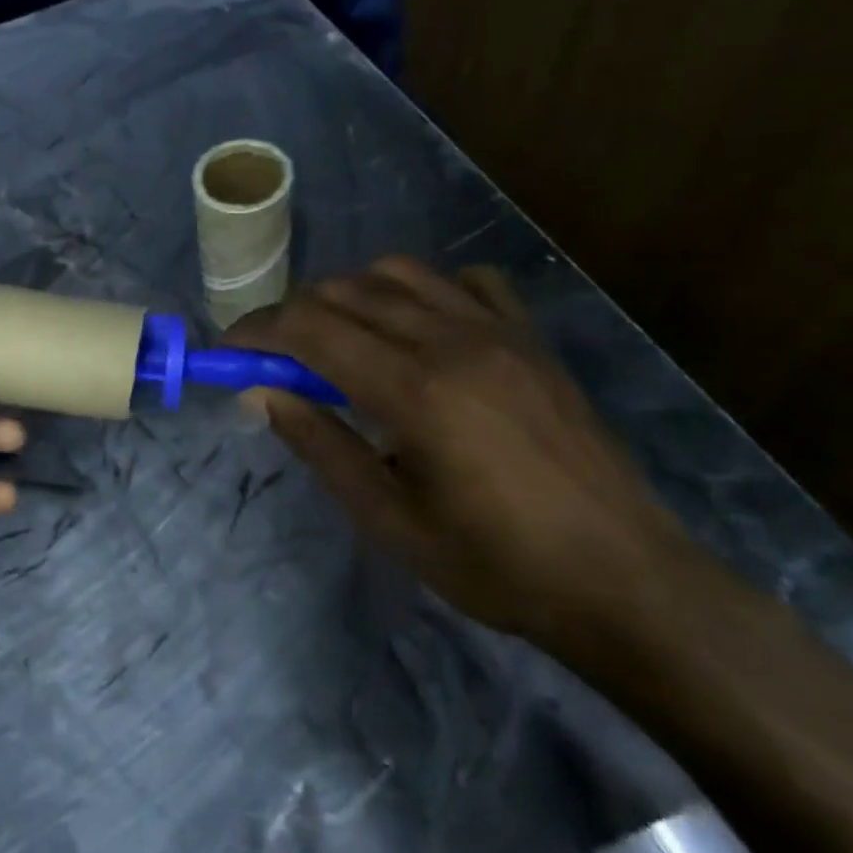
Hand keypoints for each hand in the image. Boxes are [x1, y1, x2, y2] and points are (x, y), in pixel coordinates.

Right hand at [226, 257, 694, 648]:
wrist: (623, 579)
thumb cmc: (495, 565)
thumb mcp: (389, 519)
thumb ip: (321, 444)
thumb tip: (261, 395)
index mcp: (414, 389)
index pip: (310, 328)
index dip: (257, 331)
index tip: (228, 352)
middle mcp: (453, 340)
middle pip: (346, 290)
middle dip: (294, 315)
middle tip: (275, 359)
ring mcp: (499, 331)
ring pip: (400, 273)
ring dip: (352, 297)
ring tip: (341, 343)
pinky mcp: (532, 338)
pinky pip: (467, 282)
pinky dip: (424, 292)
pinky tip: (420, 332)